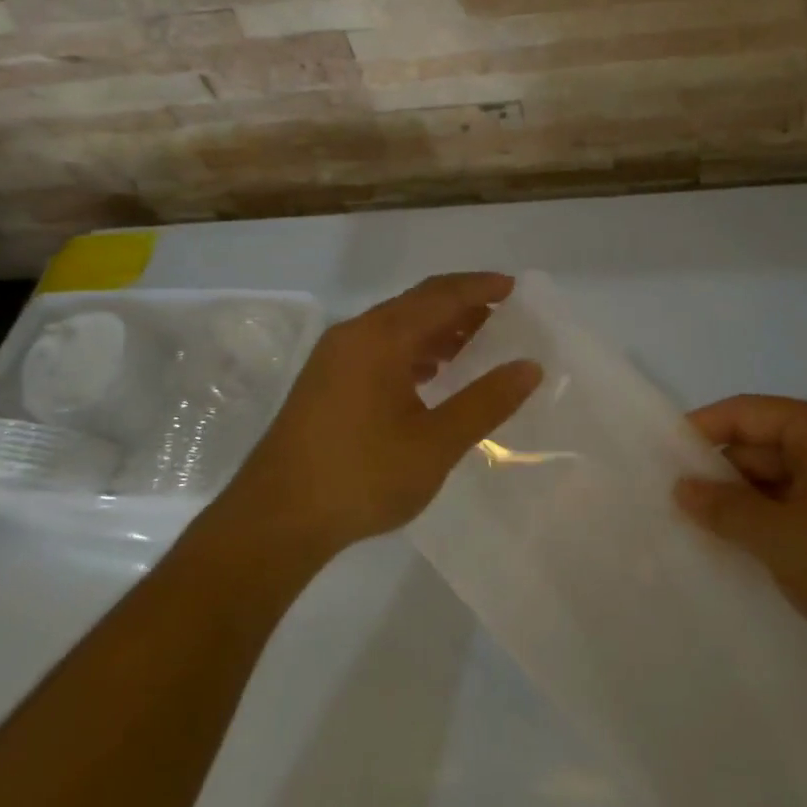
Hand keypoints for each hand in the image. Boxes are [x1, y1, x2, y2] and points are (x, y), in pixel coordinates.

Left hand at [236, 273, 540, 554]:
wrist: (276, 519)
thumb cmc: (362, 476)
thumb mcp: (436, 442)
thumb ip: (486, 402)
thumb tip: (529, 367)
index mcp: (381, 337)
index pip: (441, 296)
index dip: (480, 288)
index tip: (514, 287)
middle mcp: (355, 334)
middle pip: (416, 304)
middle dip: (461, 306)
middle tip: (502, 315)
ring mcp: (334, 358)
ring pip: (396, 327)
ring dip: (436, 330)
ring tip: (474, 346)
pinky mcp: (325, 382)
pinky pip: (378, 348)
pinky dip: (412, 351)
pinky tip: (430, 376)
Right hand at [677, 396, 806, 672]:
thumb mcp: (781, 537)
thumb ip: (725, 509)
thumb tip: (681, 488)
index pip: (746, 412)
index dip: (701, 430)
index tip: (661, 457)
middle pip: (764, 446)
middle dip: (721, 474)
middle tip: (674, 504)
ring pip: (783, 482)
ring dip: (746, 504)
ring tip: (701, 531)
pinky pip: (804, 509)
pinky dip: (774, 524)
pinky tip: (748, 552)